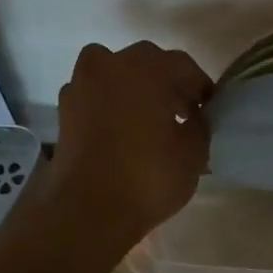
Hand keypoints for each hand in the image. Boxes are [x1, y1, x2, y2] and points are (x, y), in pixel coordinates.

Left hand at [48, 40, 212, 249]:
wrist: (87, 211)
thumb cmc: (147, 177)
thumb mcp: (193, 153)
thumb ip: (200, 125)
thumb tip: (195, 116)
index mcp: (146, 68)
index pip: (181, 65)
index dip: (199, 85)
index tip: (208, 106)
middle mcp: (110, 66)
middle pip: (145, 62)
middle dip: (165, 81)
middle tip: (181, 111)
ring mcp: (82, 86)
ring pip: (114, 73)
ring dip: (133, 87)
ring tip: (149, 119)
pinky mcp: (64, 111)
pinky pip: (94, 96)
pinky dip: (109, 104)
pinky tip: (121, 131)